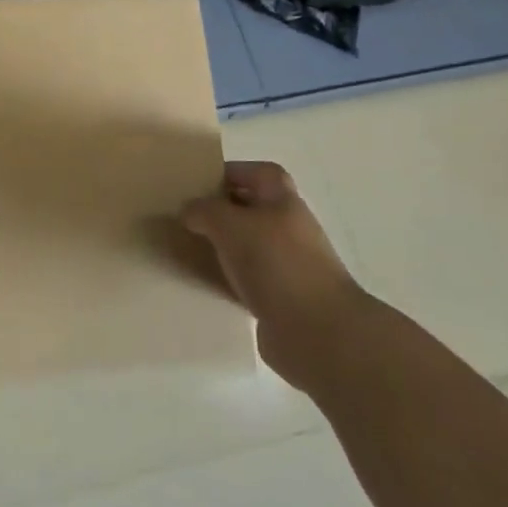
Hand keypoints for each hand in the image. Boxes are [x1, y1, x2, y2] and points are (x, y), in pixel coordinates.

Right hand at [180, 160, 364, 390]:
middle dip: (223, 210)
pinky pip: (249, 280)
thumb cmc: (277, 265)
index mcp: (284, 203)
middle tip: (189, 215)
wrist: (318, 334)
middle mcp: (290, 230)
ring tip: (192, 248)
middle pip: (255, 209)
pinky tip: (208, 282)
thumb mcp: (230, 225)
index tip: (201, 183)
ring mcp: (289, 266)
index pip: (262, 173)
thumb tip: (189, 211)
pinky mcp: (282, 300)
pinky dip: (230, 278)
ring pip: (250, 246)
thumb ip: (205, 211)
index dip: (234, 172)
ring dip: (224, 246)